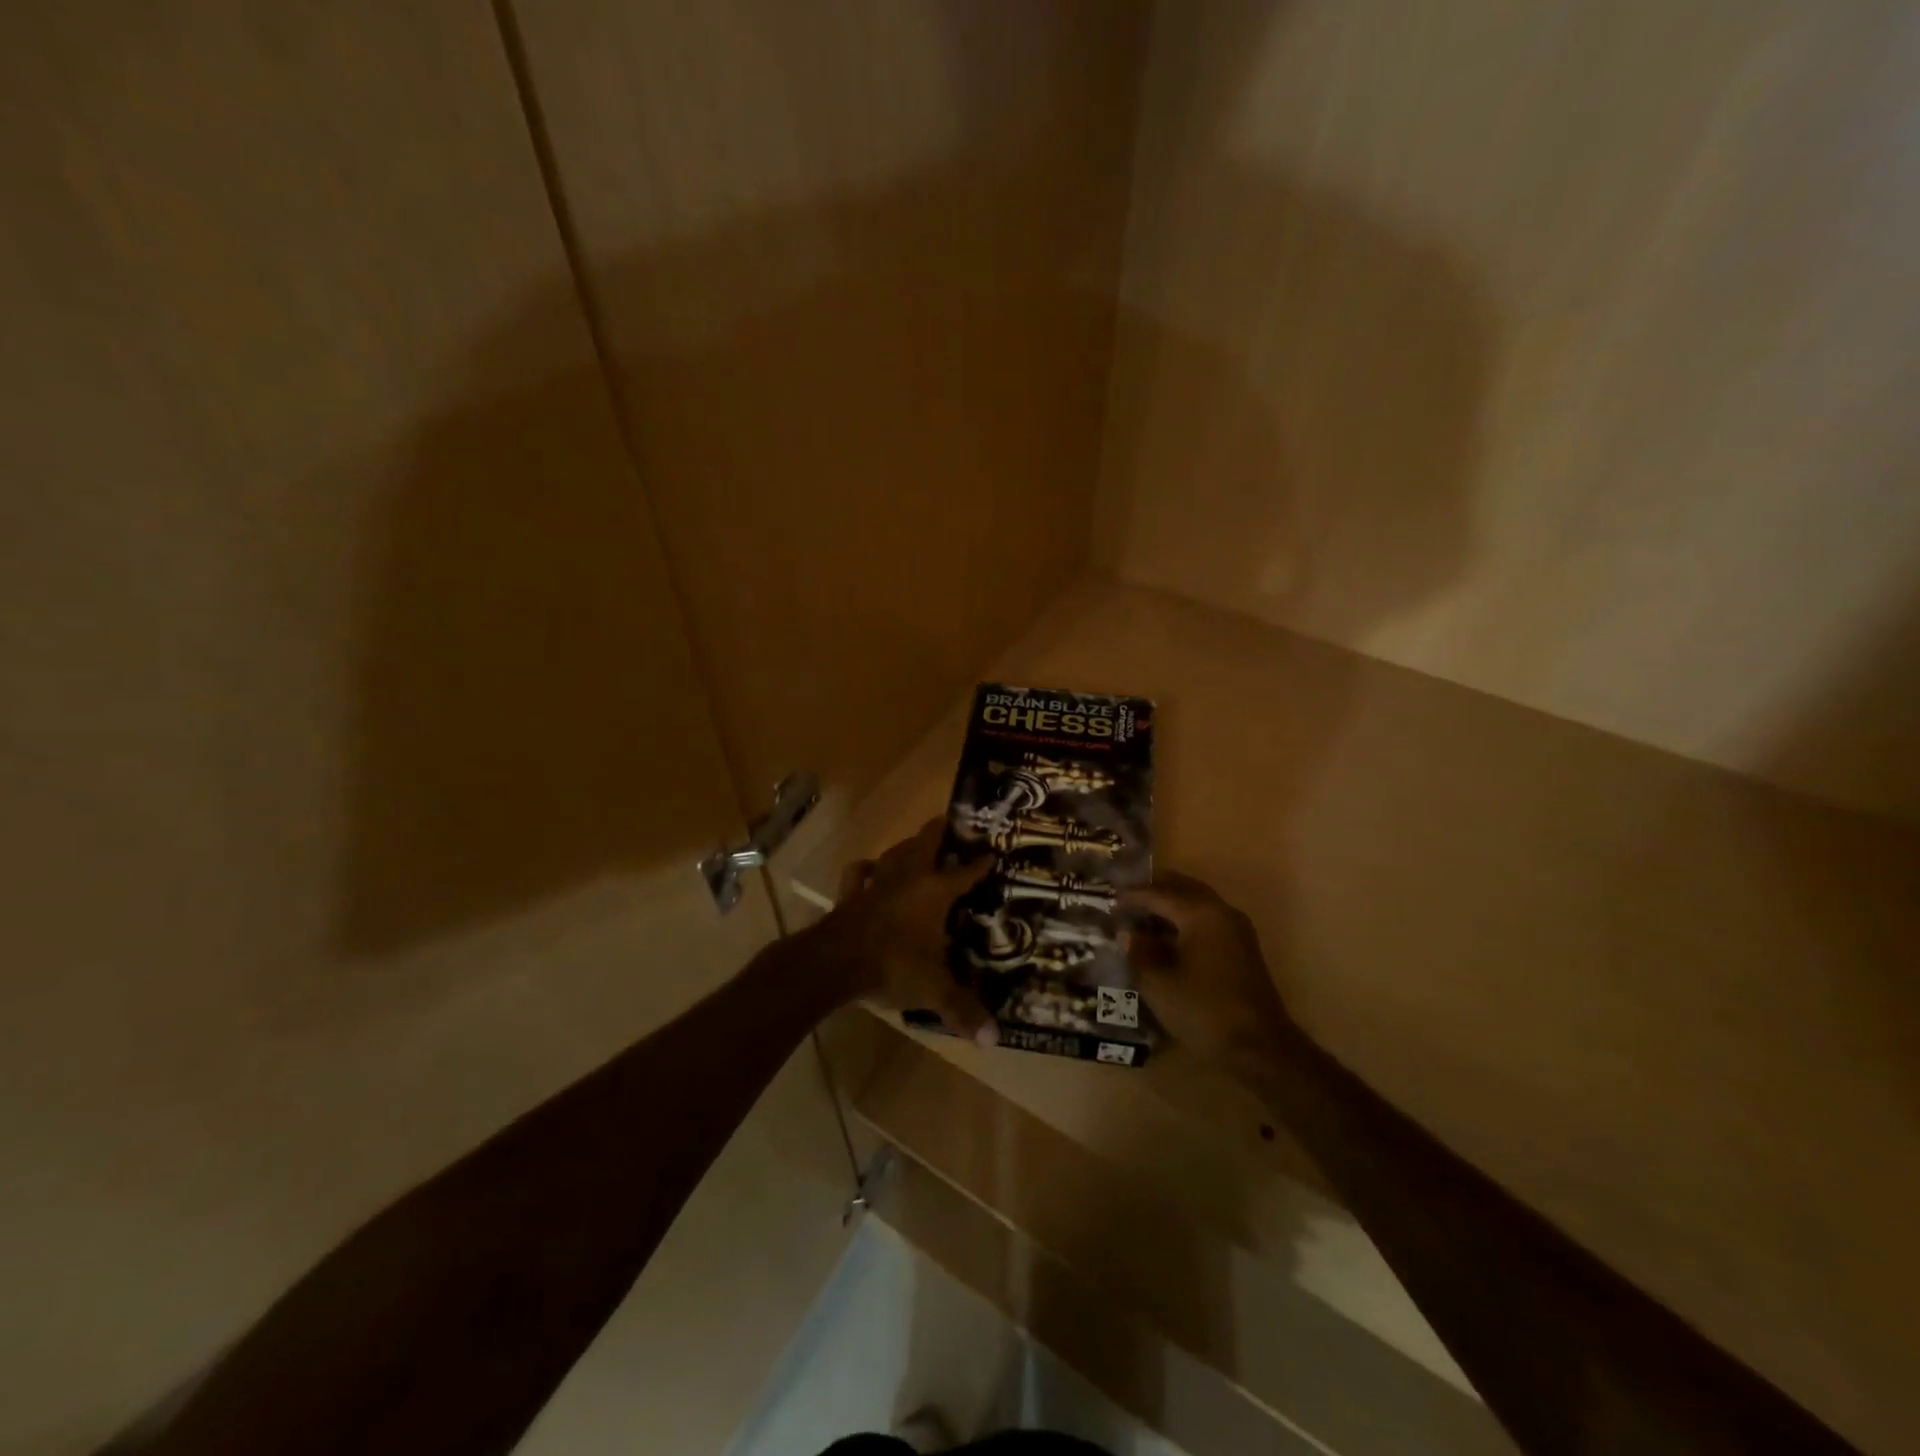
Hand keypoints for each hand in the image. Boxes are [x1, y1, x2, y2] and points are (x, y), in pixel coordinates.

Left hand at [811, 820, 996, 1043]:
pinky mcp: (849, 894)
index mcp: (934, 891)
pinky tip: (869, 869)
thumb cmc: (892, 966)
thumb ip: (963, 1010)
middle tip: (954, 828)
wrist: (834, 963)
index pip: (964, 871)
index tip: (993, 853)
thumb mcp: (933, 990)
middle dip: (941, 833)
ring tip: (916, 847)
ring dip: (906, 847)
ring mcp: (875, 882)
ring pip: (893, 852)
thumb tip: (994, 1039)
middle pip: (926, 842)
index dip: (980, 863)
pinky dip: (865, 870)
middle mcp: (907, 877)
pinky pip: (857, 873)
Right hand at [1122, 871, 1292, 1070]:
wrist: (1260, 1049)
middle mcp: (1221, 912)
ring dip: (1170, 905)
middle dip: (1154, 890)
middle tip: (1126, 896)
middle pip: (1183, 889)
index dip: (1132, 895)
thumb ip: (1139, 952)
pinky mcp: (1242, 950)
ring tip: (1142, 915)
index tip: (1108, 898)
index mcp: (1201, 913)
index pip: (1159, 893)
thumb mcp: (1159, 983)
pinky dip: (1185, 920)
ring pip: (1197, 903)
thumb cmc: (1204, 1010)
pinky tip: (1166, 937)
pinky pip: (1207, 920)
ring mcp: (1236, 931)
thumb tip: (1127, 933)